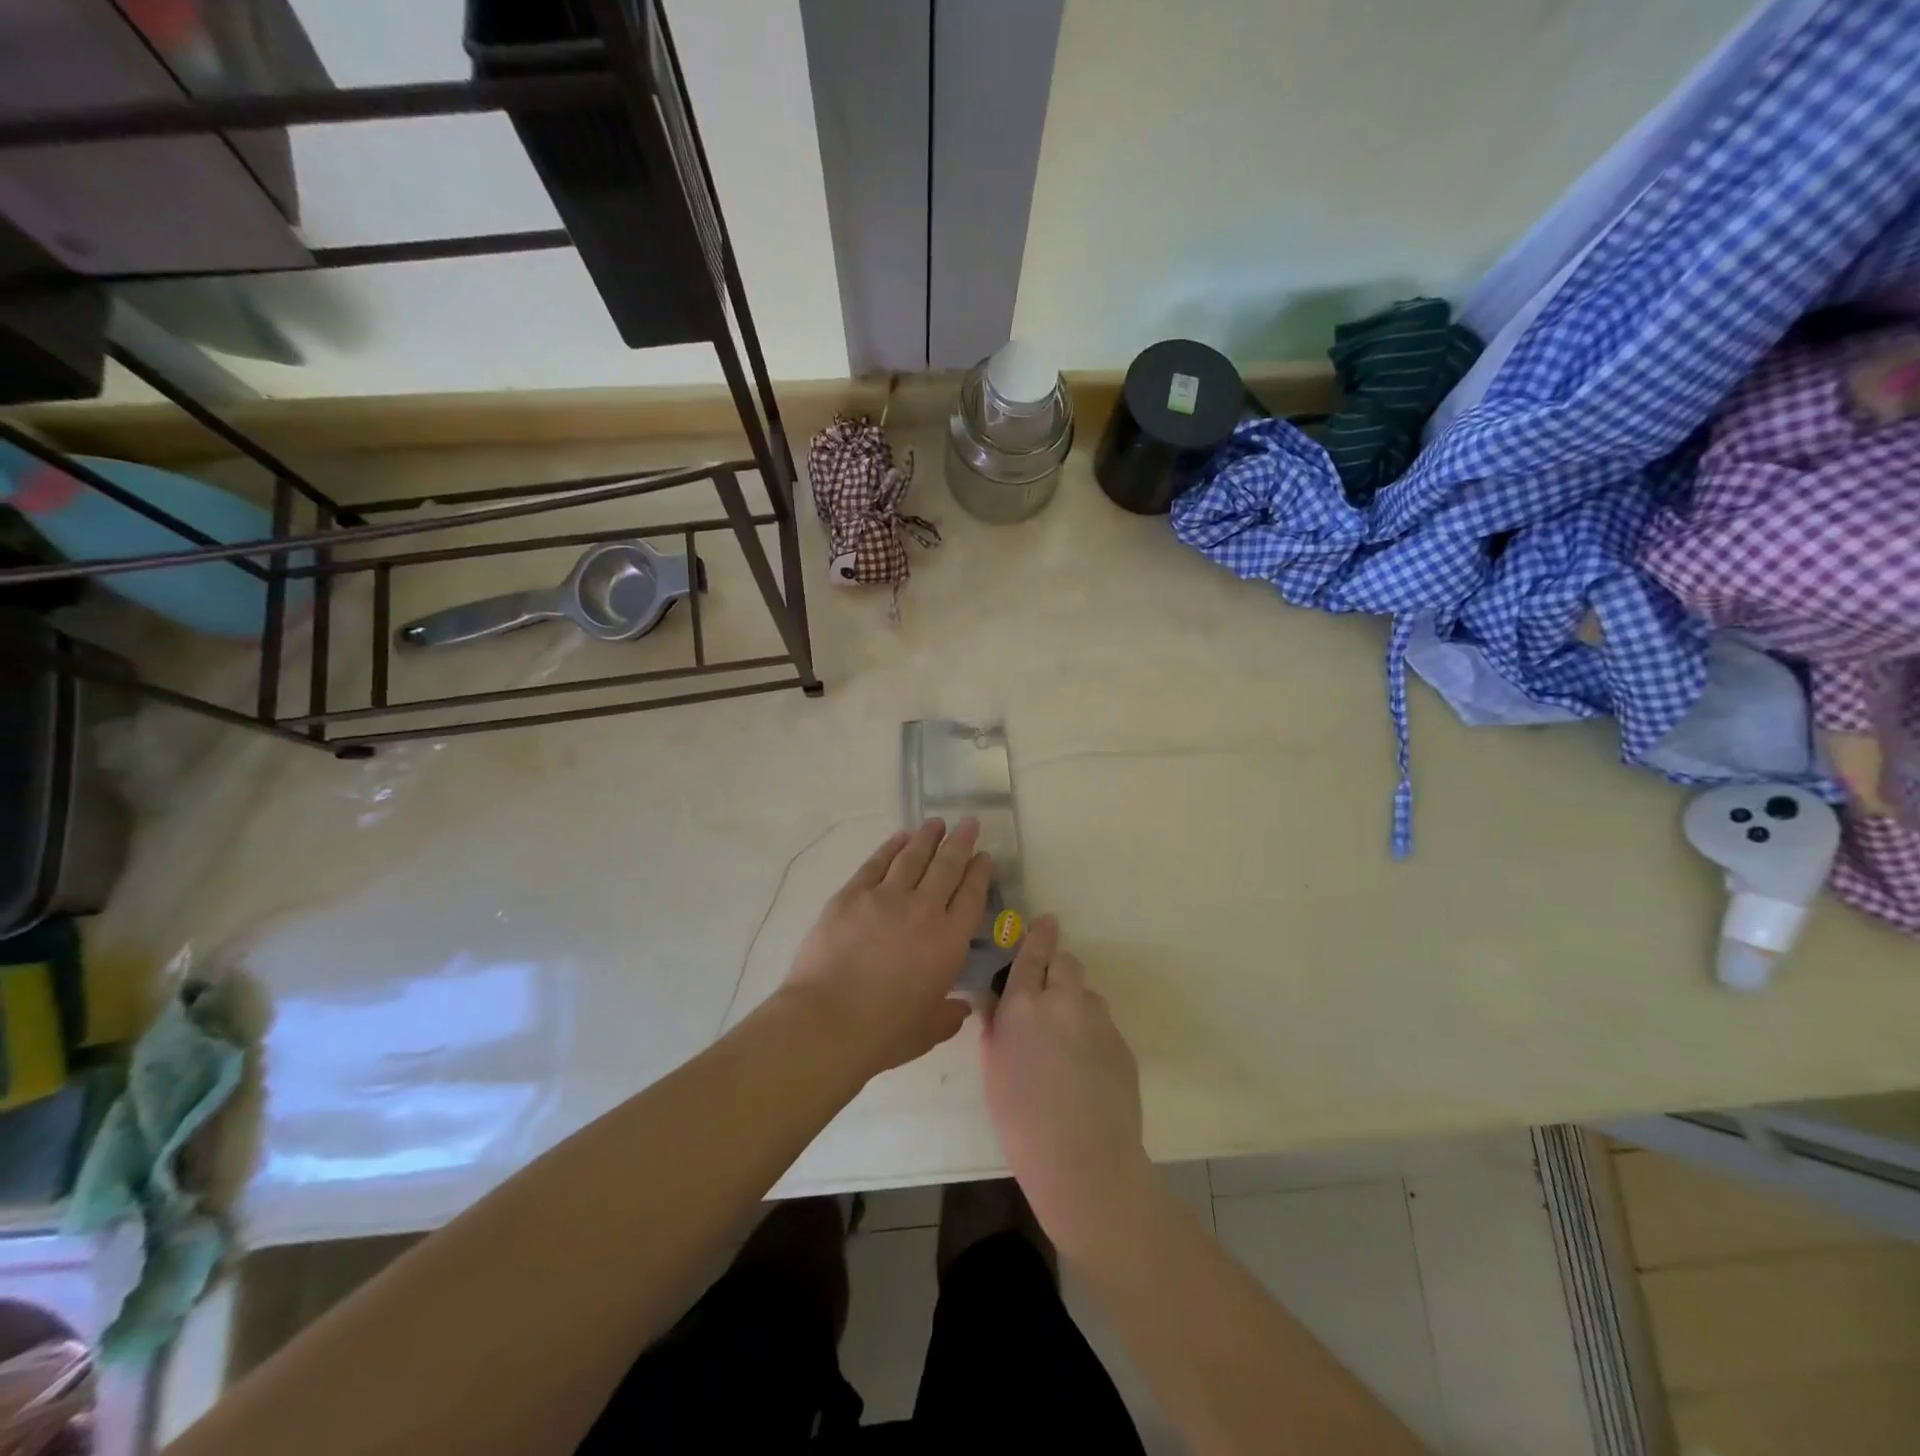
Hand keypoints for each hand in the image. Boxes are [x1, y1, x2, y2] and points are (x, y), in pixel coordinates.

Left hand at [780, 818, 991, 1078]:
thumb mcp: (928, 1031)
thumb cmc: (884, 1033)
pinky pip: (877, 862)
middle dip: (961, 842)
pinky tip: (900, 837)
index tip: (984, 857)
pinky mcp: (852, 895)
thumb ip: (949, 1015)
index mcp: (949, 941)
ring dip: (927, 837)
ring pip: (913, 856)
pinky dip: (891, 846)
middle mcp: (924, 909)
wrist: (828, 1021)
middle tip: (969, 823)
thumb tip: (961, 1007)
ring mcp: (886, 897)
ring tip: (936, 822)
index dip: (980, 873)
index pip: (972, 895)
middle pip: (947, 866)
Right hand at [980, 916, 1150, 1258]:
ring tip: (1067, 1046)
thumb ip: (996, 1027)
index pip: (1032, 954)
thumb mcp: (994, 1070)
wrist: (1084, 1160)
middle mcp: (1064, 1001)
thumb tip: (998, 1004)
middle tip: (1048, 996)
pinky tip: (1086, 1070)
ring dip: (1075, 1006)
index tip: (1047, 920)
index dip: (1039, 935)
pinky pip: (1103, 1026)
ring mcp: (1098, 1020)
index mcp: (1024, 1005)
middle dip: (1057, 969)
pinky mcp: (1122, 1043)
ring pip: (1086, 996)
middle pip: (1066, 963)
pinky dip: (1092, 1035)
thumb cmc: (1021, 1120)